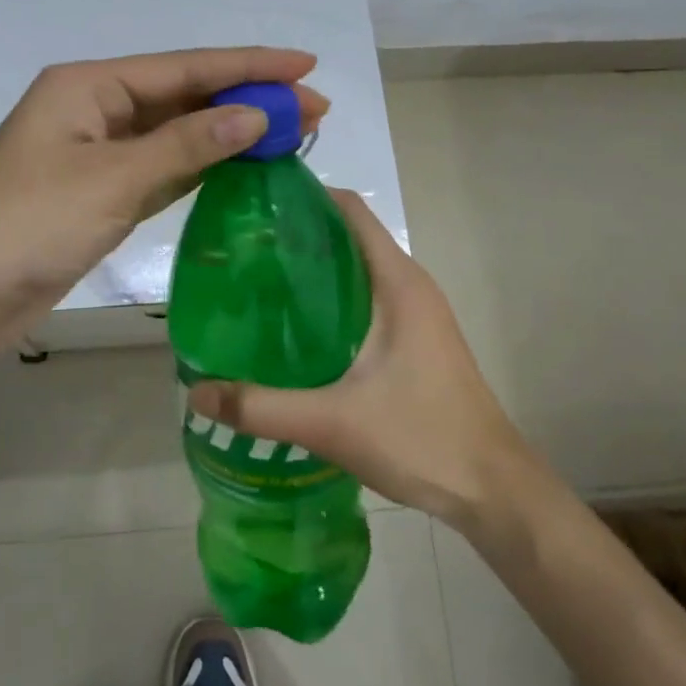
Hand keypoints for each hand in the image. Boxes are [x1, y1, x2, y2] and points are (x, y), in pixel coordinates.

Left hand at [0, 48, 328, 355]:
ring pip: (177, 135)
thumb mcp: (112, 179)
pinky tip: (242, 166)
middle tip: (314, 107)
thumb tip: (255, 114)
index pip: (185, 68)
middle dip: (247, 99)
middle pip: (184, 97)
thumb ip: (186, 146)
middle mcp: (95, 109)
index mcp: (89, 85)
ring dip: (229, 134)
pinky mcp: (101, 195)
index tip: (305, 64)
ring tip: (291, 133)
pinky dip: (202, 168)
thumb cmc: (28, 225)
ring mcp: (98, 154)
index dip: (248, 65)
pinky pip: (163, 170)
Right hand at [185, 189, 543, 527]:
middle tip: (239, 251)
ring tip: (256, 285)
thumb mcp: (332, 422)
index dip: (303, 197)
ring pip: (355, 270)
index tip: (253, 206)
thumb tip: (195, 392)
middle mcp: (409, 285)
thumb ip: (260, 407)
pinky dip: (329, 300)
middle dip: (296, 236)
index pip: (349, 209)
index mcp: (397, 281)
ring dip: (311, 271)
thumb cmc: (421, 438)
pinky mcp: (414, 339)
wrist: (491, 489)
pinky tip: (293, 330)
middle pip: (347, 236)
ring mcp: (415, 313)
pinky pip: (364, 300)